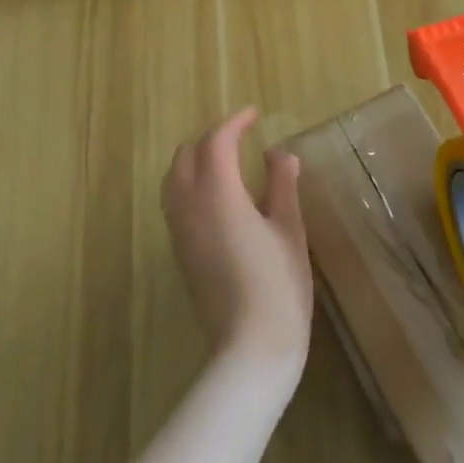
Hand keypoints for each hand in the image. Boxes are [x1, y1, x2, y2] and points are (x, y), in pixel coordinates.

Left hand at [161, 107, 313, 391]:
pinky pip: (173, 199)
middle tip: (241, 136)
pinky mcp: (179, 251)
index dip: (234, 122)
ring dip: (195, 158)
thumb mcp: (289, 229)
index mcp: (218, 193)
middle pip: (188, 154)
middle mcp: (190, 204)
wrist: (250, 348)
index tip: (253, 114)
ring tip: (225, 159)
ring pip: (174, 176)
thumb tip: (280, 153)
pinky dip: (188, 181)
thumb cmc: (278, 285)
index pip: (217, 141)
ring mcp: (179, 229)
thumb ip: (281, 185)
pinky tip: (214, 194)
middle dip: (212, 137)